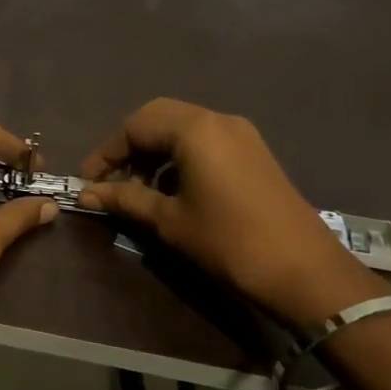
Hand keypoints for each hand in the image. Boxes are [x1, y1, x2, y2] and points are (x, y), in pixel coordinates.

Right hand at [78, 98, 388, 326]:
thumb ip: (126, 199)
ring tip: (139, 190)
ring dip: (155, 152)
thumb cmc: (228, 242)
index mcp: (194, 130)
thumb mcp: (170, 221)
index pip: (136, 125)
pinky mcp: (253, 152)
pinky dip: (180, 157)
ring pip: (183, 128)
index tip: (90, 182)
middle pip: (158, 118)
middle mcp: (218, 120)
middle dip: (129, 146)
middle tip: (112, 180)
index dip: (107, 153)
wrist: (303, 271)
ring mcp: (241, 134)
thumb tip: (87, 193)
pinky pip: (205, 141)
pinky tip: (173, 191)